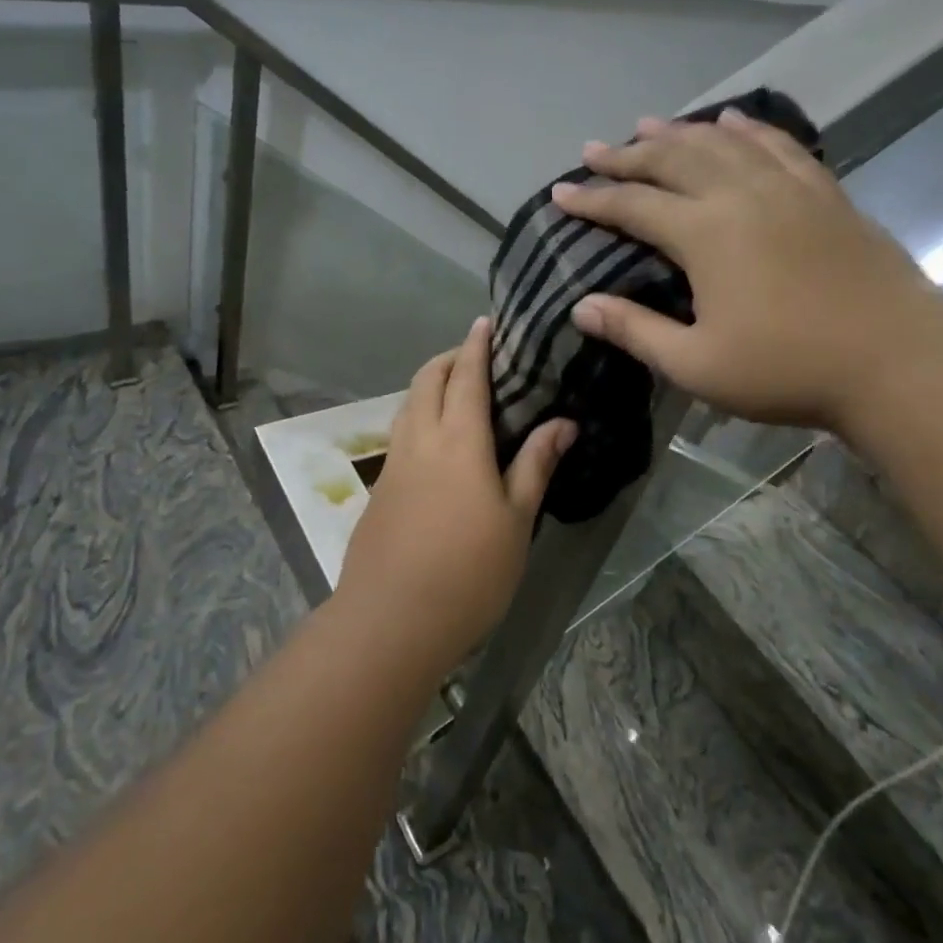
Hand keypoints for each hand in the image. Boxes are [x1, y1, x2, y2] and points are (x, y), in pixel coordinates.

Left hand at [337, 318, 576, 664]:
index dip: (475, 346)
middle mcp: (420, 440)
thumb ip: (536, 465)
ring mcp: (393, 464)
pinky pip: (399, 434)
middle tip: (474, 358)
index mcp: (459, 441)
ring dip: (428, 386)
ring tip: (454, 393)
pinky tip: (433, 442)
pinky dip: (417, 416)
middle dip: (448, 359)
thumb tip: (563, 422)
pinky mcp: (379, 489)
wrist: (392, 619)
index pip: (466, 377)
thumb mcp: (516, 520)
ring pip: (407, 405)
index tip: (484, 322)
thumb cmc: (470, 572)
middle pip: (426, 380)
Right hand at [551, 111, 942, 433]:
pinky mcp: (825, 193)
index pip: (633, 205)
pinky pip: (779, 146)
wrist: (897, 360)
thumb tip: (581, 306)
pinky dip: (749, 129)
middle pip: (673, 161)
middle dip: (627, 155)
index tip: (561, 191)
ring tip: (648, 124)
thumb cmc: (787, 369)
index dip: (593, 199)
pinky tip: (733, 121)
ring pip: (723, 144)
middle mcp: (741, 196)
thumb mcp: (696, 363)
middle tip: (593, 150)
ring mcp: (788, 188)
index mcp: (705, 234)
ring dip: (680, 132)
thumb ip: (635, 330)